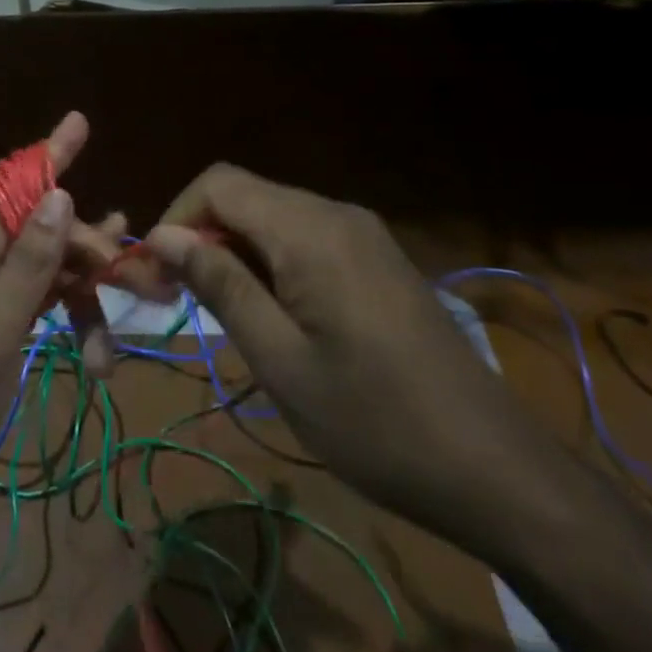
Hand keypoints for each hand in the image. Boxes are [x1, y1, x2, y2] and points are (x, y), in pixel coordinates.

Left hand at [0, 113, 121, 512]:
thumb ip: (28, 262)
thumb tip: (58, 192)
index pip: (14, 184)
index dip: (48, 152)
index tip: (80, 121)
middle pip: (44, 230)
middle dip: (92, 251)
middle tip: (145, 282)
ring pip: (47, 270)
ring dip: (85, 297)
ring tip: (118, 338)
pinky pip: (37, 303)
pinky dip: (67, 321)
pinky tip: (97, 350)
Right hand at [145, 165, 573, 550]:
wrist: (494, 468)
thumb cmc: (374, 421)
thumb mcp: (280, 360)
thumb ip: (221, 286)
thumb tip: (163, 235)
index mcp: (310, 230)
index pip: (219, 183)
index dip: (177, 217)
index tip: (157, 273)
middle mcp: (336, 214)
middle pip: (245, 197)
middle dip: (202, 236)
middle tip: (177, 299)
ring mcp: (364, 235)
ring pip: (274, 218)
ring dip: (235, 253)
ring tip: (222, 314)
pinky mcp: (379, 260)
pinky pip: (307, 239)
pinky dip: (272, 263)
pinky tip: (274, 316)